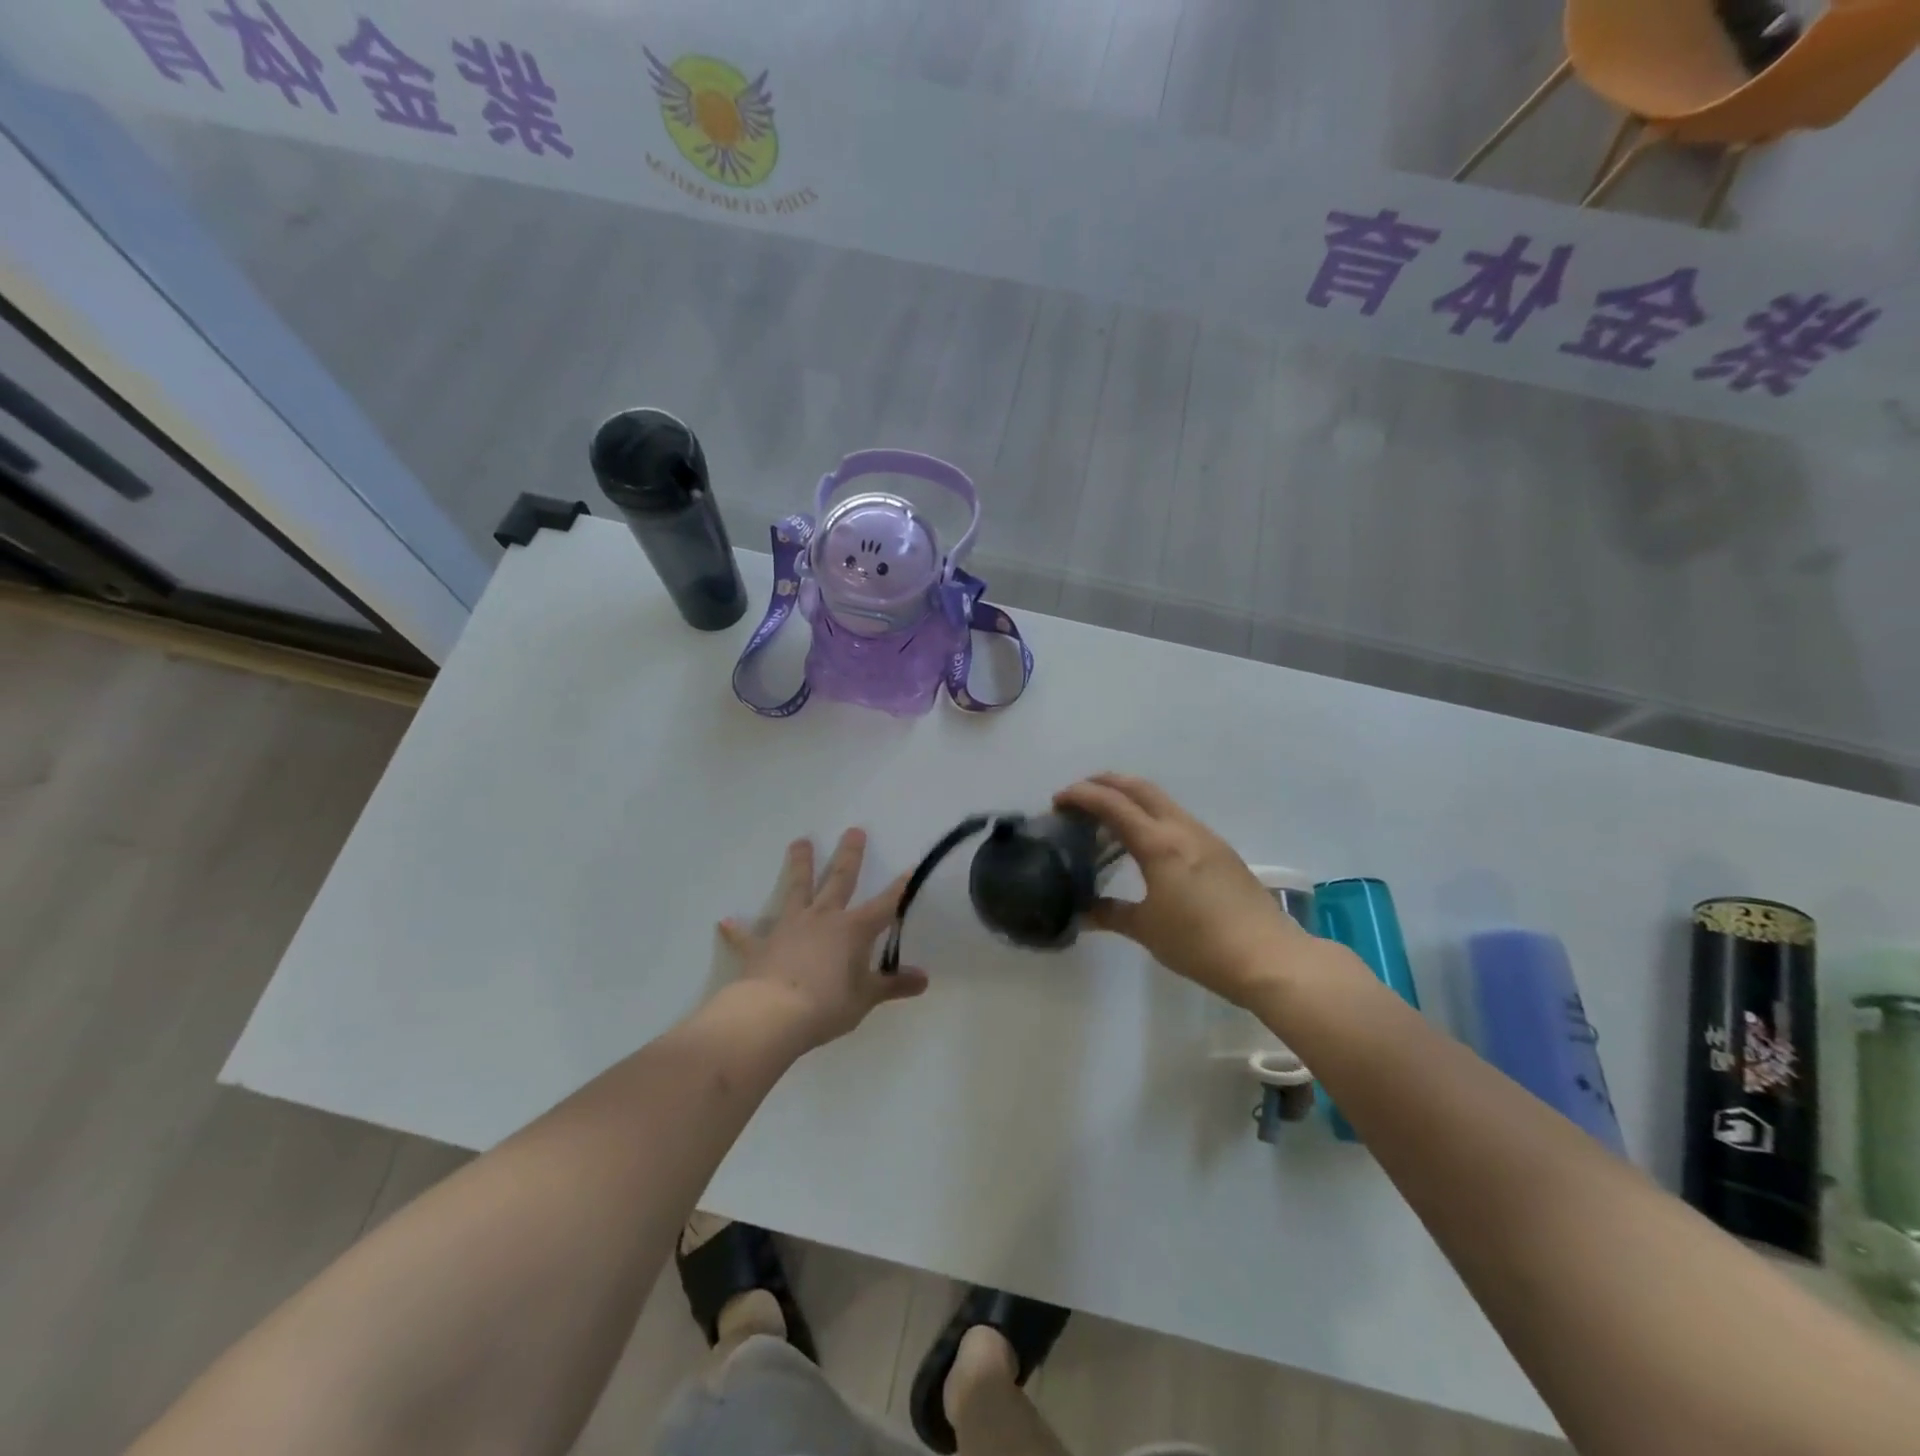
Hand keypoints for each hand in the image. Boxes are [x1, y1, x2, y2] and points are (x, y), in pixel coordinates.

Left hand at [718, 829, 928, 1050]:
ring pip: (796, 890)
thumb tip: (924, 980)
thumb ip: (893, 986)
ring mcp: (789, 928)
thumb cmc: (826, 1006)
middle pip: (839, 880)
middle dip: (849, 856)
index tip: (912, 868)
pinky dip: (737, 930)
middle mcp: (822, 919)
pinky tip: (725, 922)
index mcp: (853, 930)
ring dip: (799, 866)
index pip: (885, 905)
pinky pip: (747, 936)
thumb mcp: (866, 999)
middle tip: (854, 830)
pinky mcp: (760, 947)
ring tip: (799, 842)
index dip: (900, 888)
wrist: (771, 1016)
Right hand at [1055, 774, 1307, 1007]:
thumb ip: (1110, 914)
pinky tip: (1144, 842)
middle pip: (1139, 787)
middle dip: (1105, 782)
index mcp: (1159, 844)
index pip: (1112, 804)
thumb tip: (1081, 912)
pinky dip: (1151, 815)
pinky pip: (1176, 817)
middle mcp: (1182, 829)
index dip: (1081, 795)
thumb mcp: (1147, 930)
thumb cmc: (1200, 944)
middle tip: (1078, 796)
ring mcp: (1205, 836)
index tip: (1058, 800)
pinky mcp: (1220, 850)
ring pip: (1161, 800)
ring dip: (1130, 797)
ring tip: (1106, 817)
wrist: (1269, 958)